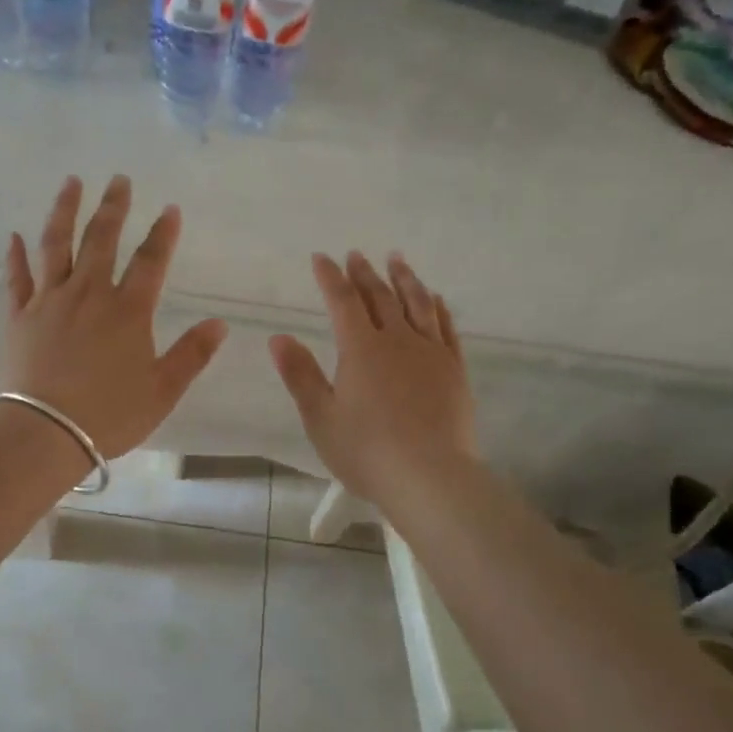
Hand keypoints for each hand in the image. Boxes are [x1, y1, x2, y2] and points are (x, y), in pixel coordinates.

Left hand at [3, 175, 226, 458]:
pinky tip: (15, 236)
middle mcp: (89, 294)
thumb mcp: (163, 390)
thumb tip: (219, 323)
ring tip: (71, 183)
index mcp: (128, 311)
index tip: (170, 209)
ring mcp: (50, 301)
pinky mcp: (20, 316)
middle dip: (114, 207)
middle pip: (101, 239)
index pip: (151, 261)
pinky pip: (18, 278)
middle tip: (119, 179)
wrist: (46, 432)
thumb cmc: (110, 414)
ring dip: (64, 211)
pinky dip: (16, 256)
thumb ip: (192, 355)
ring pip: (56, 245)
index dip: (163, 234)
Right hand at [269, 251, 477, 511]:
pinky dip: (438, 307)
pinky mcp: (454, 370)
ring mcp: (430, 353)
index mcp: (360, 349)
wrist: (430, 476)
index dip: (330, 278)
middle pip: (380, 297)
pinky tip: (435, 298)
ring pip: (417, 304)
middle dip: (365, 274)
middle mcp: (397, 340)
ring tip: (397, 260)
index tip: (321, 258)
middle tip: (356, 254)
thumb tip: (278, 337)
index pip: (342, 302)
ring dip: (404, 279)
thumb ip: (300, 375)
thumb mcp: (320, 417)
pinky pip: (446, 328)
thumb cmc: (366, 450)